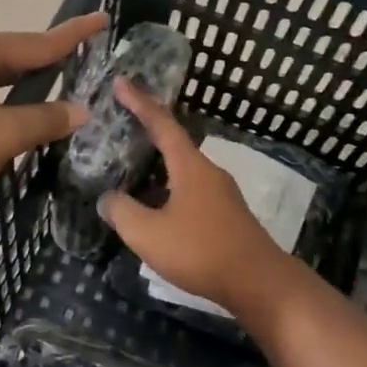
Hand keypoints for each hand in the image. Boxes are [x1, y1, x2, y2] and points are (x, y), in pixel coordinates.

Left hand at [0, 12, 107, 207]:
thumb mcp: (4, 134)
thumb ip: (45, 120)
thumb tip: (80, 111)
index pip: (37, 42)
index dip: (73, 34)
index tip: (101, 18)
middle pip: (12, 56)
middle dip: (45, 61)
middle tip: (78, 61)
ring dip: (20, 85)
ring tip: (49, 89)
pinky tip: (6, 116)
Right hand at [99, 80, 296, 319]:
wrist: (258, 283)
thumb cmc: (201, 251)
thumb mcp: (148, 234)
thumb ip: (122, 212)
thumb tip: (108, 199)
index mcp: (190, 166)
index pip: (162, 123)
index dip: (139, 102)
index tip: (121, 82)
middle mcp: (208, 172)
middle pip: (175, 143)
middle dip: (148, 131)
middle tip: (122, 123)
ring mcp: (221, 194)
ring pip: (183, 170)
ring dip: (158, 165)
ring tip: (132, 168)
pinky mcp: (226, 215)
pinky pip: (191, 190)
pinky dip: (169, 188)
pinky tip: (156, 208)